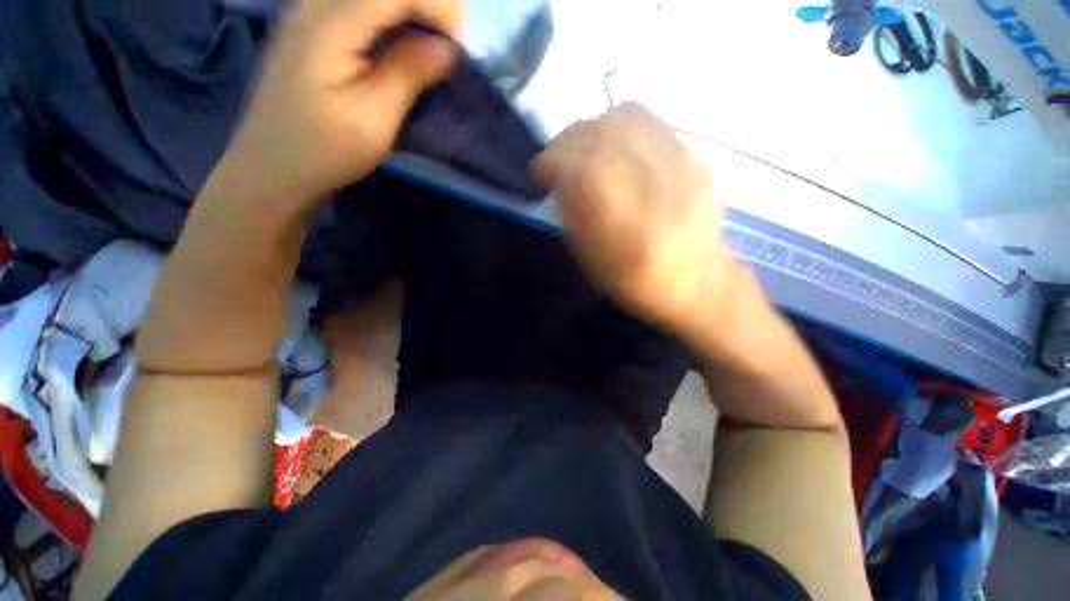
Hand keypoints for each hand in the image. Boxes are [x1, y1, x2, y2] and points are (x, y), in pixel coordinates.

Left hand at [223, 0, 461, 200]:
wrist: (272, 167)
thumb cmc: (325, 150)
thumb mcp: (375, 118)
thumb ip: (409, 74)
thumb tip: (448, 48)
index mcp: (329, 22)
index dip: (438, 5)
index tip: (458, 48)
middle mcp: (314, 2)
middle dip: (427, 6)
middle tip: (446, 47)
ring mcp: (308, 11)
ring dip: (410, 11)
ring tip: (430, 48)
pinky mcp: (311, 26)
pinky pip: (359, 5)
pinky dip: (391, 18)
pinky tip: (401, 46)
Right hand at [533, 104, 738, 333]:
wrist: (700, 282)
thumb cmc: (640, 283)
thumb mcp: (596, 263)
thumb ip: (574, 218)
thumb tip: (558, 179)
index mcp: (633, 230)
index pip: (587, 169)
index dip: (555, 161)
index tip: (538, 171)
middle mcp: (662, 189)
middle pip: (606, 135)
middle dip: (568, 140)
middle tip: (556, 159)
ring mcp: (685, 166)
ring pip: (628, 116)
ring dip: (592, 128)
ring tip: (581, 149)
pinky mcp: (695, 156)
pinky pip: (650, 119)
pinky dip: (619, 124)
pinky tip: (611, 144)